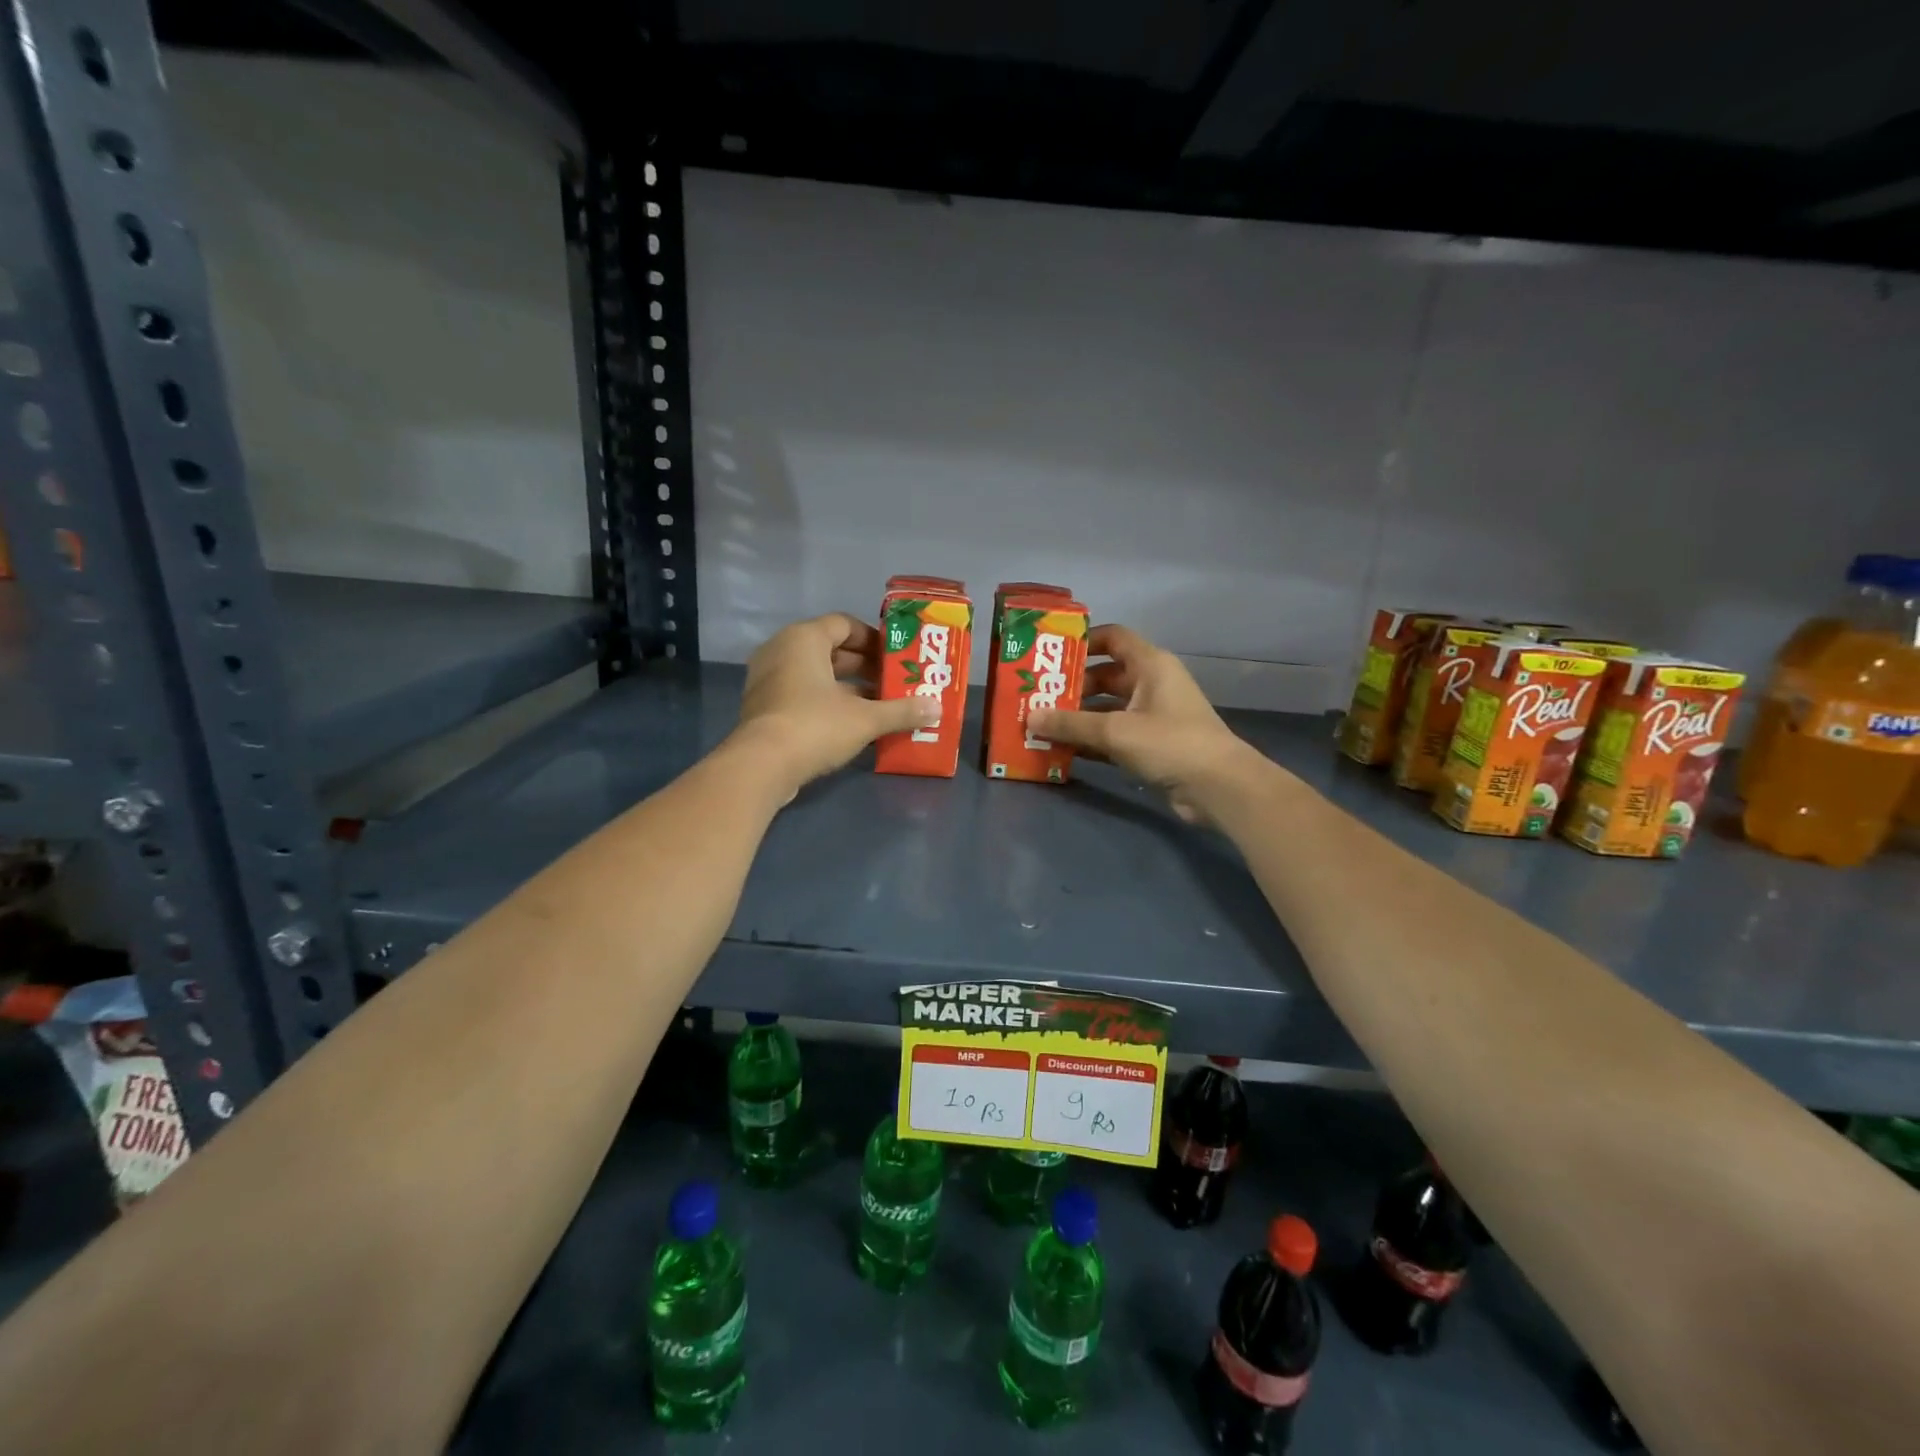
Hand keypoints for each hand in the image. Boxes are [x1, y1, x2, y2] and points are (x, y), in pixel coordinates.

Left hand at [731, 613, 937, 798]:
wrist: (761, 766)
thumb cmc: (815, 726)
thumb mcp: (866, 718)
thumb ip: (902, 710)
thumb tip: (937, 708)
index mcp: (804, 638)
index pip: (844, 624)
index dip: (873, 639)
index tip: (896, 658)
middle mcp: (782, 650)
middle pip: (830, 649)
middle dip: (864, 666)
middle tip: (893, 682)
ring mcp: (768, 679)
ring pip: (816, 675)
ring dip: (847, 688)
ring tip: (880, 705)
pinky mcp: (764, 707)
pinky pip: (801, 694)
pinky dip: (826, 703)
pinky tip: (852, 724)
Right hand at [1027, 625, 1262, 822]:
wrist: (1218, 787)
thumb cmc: (1170, 743)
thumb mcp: (1116, 730)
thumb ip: (1071, 723)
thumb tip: (1029, 717)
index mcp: (1150, 665)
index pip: (1113, 638)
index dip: (1082, 642)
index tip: (1050, 655)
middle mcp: (1151, 684)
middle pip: (1105, 675)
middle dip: (1072, 686)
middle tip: (1037, 697)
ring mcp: (1152, 716)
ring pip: (1107, 708)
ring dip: (1078, 716)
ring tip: (1041, 725)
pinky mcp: (1151, 744)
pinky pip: (1113, 735)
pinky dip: (1091, 740)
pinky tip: (1062, 750)